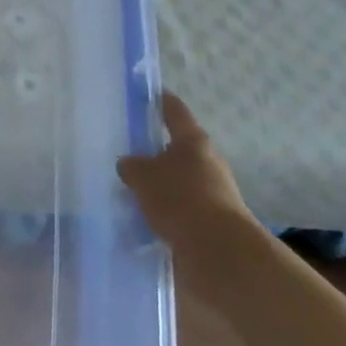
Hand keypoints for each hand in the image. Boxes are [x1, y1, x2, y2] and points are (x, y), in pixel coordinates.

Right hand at [118, 93, 252, 249]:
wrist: (218, 252)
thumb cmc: (180, 199)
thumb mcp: (143, 176)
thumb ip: (131, 166)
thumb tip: (129, 165)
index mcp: (193, 141)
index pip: (174, 111)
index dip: (160, 100)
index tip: (147, 93)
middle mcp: (207, 162)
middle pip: (177, 149)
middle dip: (154, 151)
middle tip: (126, 152)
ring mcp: (212, 193)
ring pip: (178, 181)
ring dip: (159, 185)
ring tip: (128, 191)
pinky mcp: (210, 222)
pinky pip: (180, 209)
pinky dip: (164, 211)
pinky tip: (142, 218)